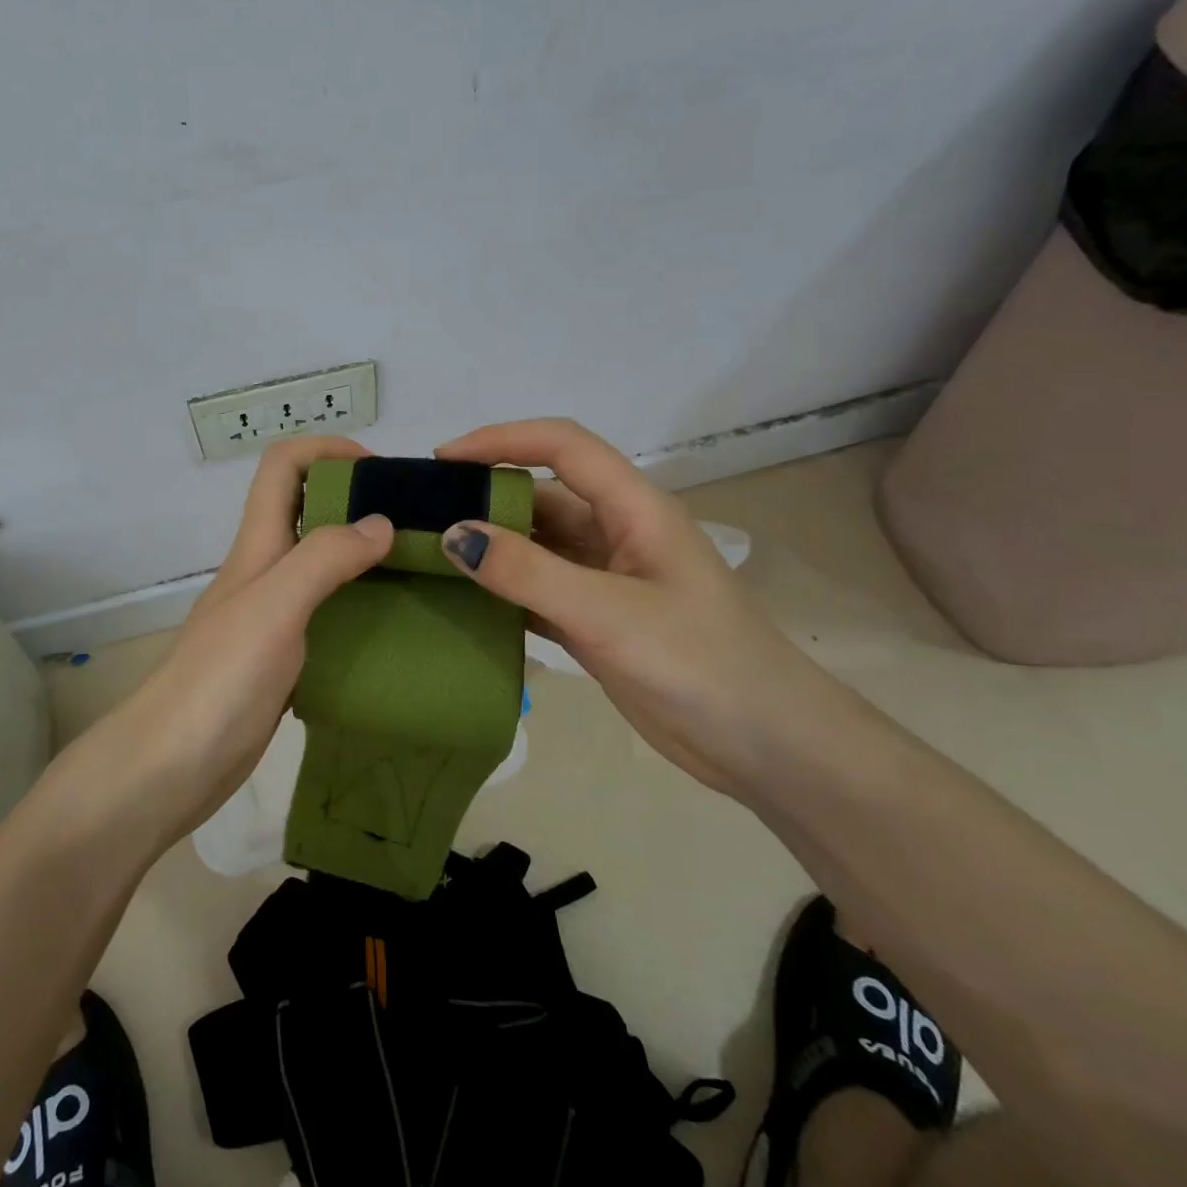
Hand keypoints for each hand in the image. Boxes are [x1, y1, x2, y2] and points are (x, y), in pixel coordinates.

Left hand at [102, 436, 393, 841]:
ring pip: (320, 563)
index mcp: (257, 546)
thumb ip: (325, 558)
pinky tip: (393, 627)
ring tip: (416, 571)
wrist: (170, 768)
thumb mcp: (274, 606)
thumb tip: (381, 523)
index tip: (381, 471)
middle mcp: (264, 571)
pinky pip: (327, 614)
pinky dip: (359, 606)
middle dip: (357, 500)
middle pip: (306, 509)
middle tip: (415, 525)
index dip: (328, 451)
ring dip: (363, 555)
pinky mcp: (282, 657)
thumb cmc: (219, 679)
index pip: (283, 466)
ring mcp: (271, 616)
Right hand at [435, 418, 845, 794]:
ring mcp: (606, 581)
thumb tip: (454, 535)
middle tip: (422, 516)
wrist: (764, 746)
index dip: (502, 440)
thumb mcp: (608, 613)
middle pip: (542, 496)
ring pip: (537, 547)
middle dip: (485, 497)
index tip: (443, 460)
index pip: (563, 447)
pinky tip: (463, 603)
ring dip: (491, 547)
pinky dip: (503, 593)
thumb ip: (528, 573)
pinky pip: (538, 592)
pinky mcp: (597, 622)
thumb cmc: (699, 663)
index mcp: (635, 509)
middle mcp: (617, 534)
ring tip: (430, 556)